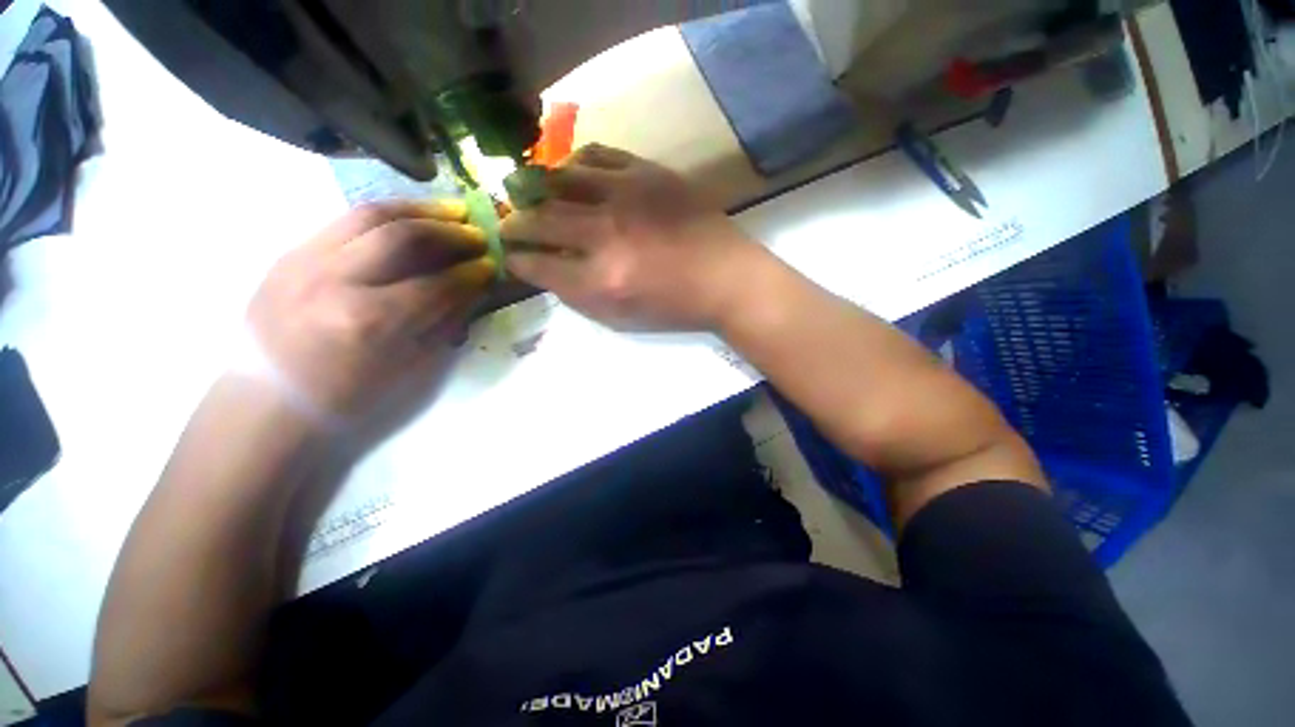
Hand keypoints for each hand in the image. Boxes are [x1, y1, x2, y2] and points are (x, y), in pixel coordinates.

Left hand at [244, 201, 494, 419]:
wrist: (265, 402)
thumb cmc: (330, 406)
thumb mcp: (389, 381)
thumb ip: (431, 333)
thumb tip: (466, 295)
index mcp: (362, 325)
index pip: (431, 288)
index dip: (467, 276)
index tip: (489, 268)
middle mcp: (335, 280)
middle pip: (403, 236)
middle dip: (449, 232)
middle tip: (476, 234)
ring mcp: (307, 259)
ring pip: (371, 213)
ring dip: (417, 209)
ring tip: (447, 211)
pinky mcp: (292, 251)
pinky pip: (343, 220)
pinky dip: (381, 215)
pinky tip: (400, 218)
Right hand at [501, 144, 765, 331]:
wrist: (728, 276)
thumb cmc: (672, 305)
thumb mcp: (616, 317)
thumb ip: (571, 291)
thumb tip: (536, 263)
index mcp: (600, 278)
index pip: (536, 262)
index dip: (514, 258)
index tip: (508, 253)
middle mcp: (607, 232)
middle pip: (539, 219)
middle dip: (513, 223)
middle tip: (508, 224)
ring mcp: (627, 194)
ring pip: (560, 179)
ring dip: (535, 187)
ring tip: (528, 191)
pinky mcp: (646, 171)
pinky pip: (596, 154)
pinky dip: (573, 162)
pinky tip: (569, 173)